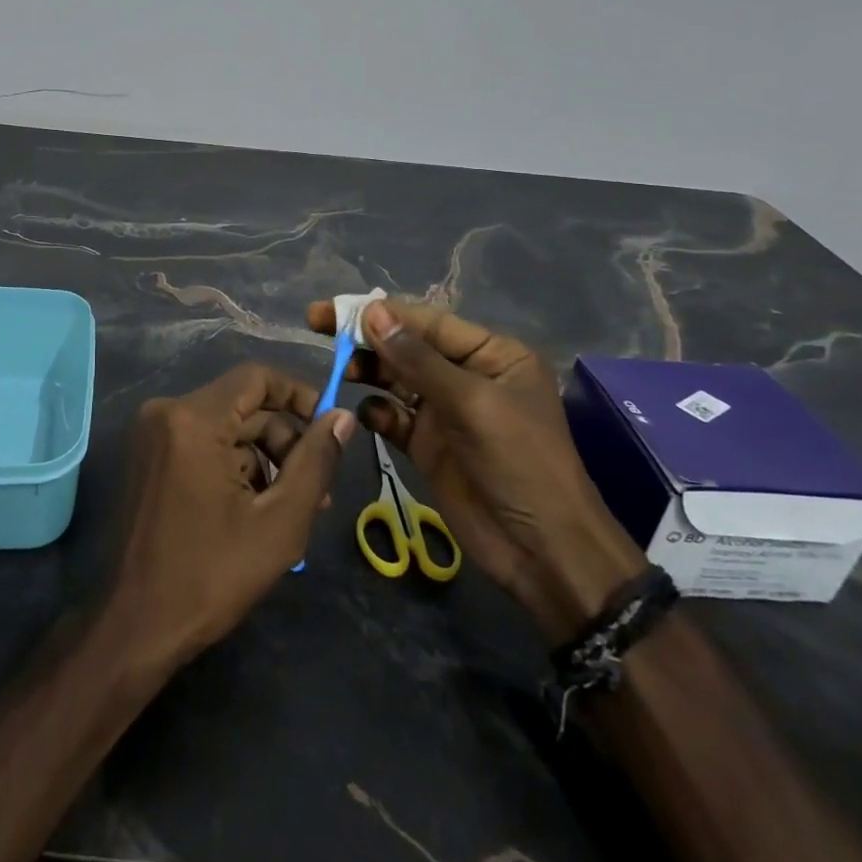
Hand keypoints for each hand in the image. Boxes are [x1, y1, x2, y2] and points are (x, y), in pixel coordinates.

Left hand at [105, 363, 356, 669]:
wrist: (135, 627)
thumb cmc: (210, 575)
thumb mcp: (279, 522)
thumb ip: (315, 463)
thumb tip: (342, 418)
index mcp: (193, 419)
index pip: (257, 377)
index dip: (300, 396)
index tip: (330, 429)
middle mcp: (166, 413)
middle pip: (243, 406)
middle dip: (285, 442)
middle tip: (319, 490)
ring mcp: (152, 435)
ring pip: (226, 429)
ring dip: (264, 460)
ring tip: (295, 509)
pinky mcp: (148, 458)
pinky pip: (203, 445)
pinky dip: (234, 468)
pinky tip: (257, 511)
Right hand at [307, 298, 645, 641]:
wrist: (544, 552)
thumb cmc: (520, 464)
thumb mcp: (472, 404)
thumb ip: (418, 360)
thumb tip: (372, 311)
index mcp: (491, 354)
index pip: (427, 322)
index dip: (379, 312)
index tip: (332, 309)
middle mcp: (466, 375)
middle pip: (406, 346)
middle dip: (366, 338)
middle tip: (317, 327)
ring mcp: (445, 411)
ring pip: (395, 378)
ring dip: (367, 371)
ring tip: (339, 372)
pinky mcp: (428, 444)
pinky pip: (393, 416)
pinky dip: (376, 412)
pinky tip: (365, 415)